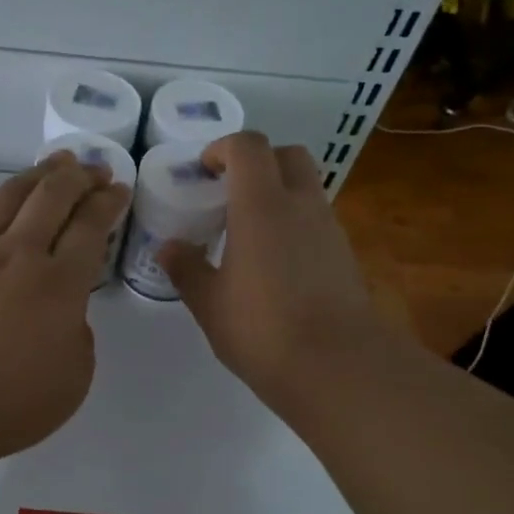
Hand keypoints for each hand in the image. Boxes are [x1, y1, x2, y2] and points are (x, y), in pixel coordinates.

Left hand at [0, 153, 130, 463]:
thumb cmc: (7, 404)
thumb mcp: (73, 378)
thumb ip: (78, 334)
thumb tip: (64, 312)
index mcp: (59, 284)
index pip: (90, 226)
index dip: (108, 202)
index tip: (118, 189)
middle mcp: (18, 254)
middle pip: (52, 196)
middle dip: (79, 176)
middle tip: (93, 169)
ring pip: (8, 195)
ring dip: (37, 175)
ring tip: (53, 165)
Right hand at [158, 132, 391, 421]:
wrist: (338, 367)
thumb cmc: (263, 329)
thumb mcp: (210, 303)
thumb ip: (187, 268)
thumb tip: (169, 248)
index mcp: (262, 205)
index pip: (248, 146)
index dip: (223, 148)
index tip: (203, 172)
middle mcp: (301, 205)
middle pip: (287, 155)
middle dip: (257, 162)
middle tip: (229, 193)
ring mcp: (329, 229)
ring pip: (306, 188)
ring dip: (278, 194)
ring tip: (247, 233)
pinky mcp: (344, 255)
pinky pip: (316, 220)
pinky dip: (294, 224)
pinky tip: (274, 264)